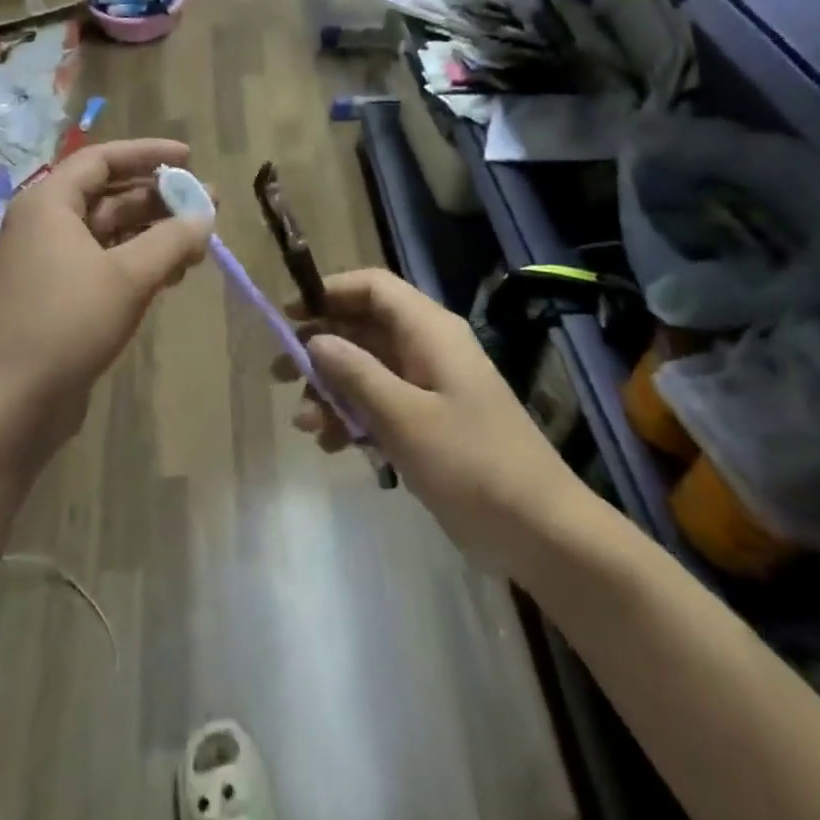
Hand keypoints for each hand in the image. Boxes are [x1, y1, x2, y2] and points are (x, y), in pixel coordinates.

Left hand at [0, 139, 210, 472]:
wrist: (10, 402)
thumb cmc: (67, 323)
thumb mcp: (129, 276)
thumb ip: (172, 240)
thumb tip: (206, 216)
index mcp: (50, 203)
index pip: (102, 160)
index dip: (148, 154)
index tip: (190, 157)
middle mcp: (45, 224)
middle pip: (109, 195)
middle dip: (159, 199)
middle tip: (207, 205)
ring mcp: (49, 262)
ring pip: (110, 233)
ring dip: (153, 234)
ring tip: (198, 246)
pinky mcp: (57, 296)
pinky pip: (103, 263)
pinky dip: (137, 263)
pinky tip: (171, 277)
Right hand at [279, 269, 590, 574]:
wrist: (539, 532)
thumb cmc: (472, 465)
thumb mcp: (404, 417)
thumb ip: (356, 373)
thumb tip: (315, 340)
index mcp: (430, 332)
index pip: (373, 288)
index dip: (328, 293)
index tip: (287, 317)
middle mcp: (428, 348)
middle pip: (363, 328)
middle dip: (320, 348)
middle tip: (280, 373)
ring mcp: (430, 387)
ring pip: (366, 369)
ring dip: (331, 391)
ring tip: (304, 425)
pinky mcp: (429, 422)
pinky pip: (380, 403)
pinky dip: (352, 417)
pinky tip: (331, 446)